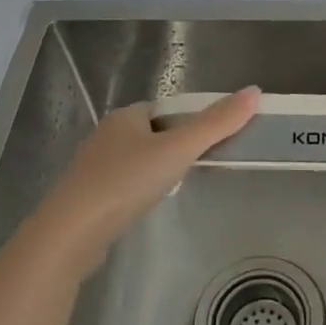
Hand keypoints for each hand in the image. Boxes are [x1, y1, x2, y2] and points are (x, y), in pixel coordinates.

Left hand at [29, 87, 259, 277]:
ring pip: (134, 160)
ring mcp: (92, 168)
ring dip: (154, 169)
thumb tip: (255, 90)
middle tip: (197, 165)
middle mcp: (106, 135)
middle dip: (172, 145)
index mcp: (126, 116)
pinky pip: (121, 185)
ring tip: (176, 187)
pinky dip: (137, 191)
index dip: (188, 120)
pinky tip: (145, 206)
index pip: (164, 109)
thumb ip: (217, 123)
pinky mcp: (86, 198)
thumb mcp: (179, 149)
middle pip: (150, 133)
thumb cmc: (126, 182)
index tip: (210, 139)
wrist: (71, 234)